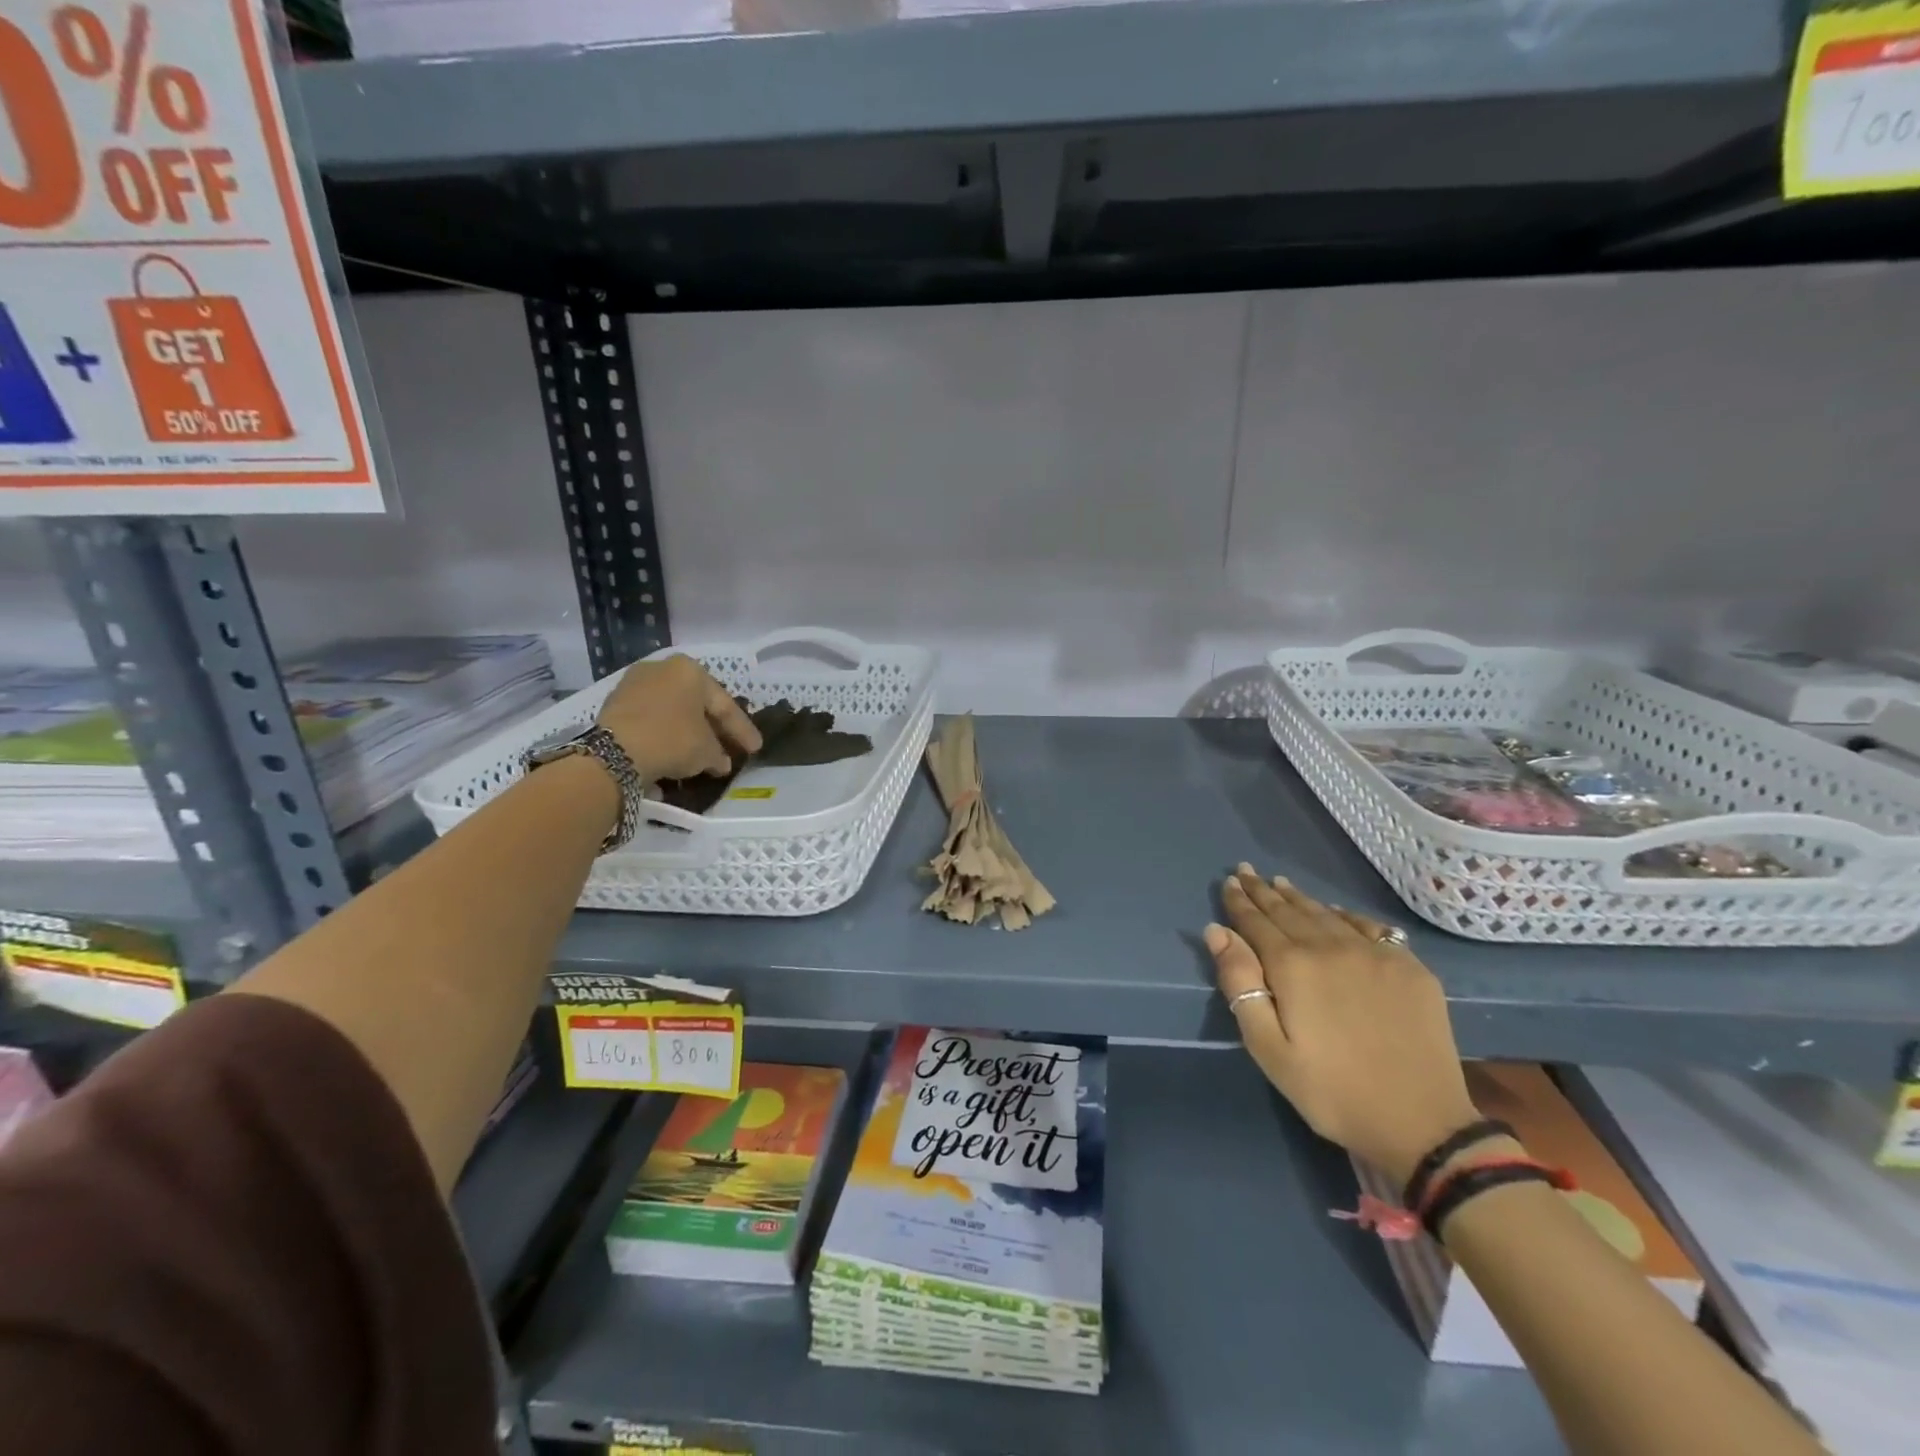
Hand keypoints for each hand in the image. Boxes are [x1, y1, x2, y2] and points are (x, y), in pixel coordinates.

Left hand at [596, 655, 761, 781]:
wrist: (616, 751)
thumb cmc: (673, 740)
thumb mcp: (707, 751)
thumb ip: (719, 754)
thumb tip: (721, 762)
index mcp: (691, 670)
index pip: (725, 705)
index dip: (743, 731)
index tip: (755, 749)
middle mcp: (663, 668)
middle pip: (698, 704)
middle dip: (714, 728)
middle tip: (729, 748)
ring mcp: (635, 683)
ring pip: (673, 710)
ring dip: (688, 731)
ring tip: (701, 754)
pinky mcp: (615, 702)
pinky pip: (651, 718)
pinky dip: (665, 733)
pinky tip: (673, 751)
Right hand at [1205, 866, 1478, 1185]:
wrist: (1423, 1125)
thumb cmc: (1331, 1090)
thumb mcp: (1269, 1048)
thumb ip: (1240, 984)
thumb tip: (1217, 931)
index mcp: (1293, 966)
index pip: (1257, 922)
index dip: (1239, 902)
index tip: (1228, 881)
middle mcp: (1332, 947)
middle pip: (1290, 911)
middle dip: (1264, 891)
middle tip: (1246, 872)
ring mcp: (1376, 954)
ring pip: (1327, 914)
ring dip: (1300, 898)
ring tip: (1281, 883)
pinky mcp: (1410, 969)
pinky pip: (1370, 927)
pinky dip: (1345, 914)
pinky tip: (1336, 911)